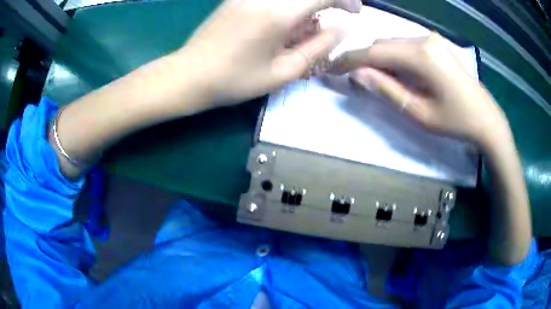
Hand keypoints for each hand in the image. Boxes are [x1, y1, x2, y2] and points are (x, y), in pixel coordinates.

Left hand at [177, 0, 360, 105]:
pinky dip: (291, 4)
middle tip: (337, 15)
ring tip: (309, 26)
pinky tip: (287, 21)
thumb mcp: (283, 72)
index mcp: (278, 12)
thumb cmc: (234, 80)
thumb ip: (318, 47)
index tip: (354, 12)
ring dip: (308, 4)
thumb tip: (340, 29)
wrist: (189, 74)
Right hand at [331, 33, 511, 149]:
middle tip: (354, 80)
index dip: (350, 60)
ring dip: (381, 59)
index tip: (331, 68)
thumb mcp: (419, 113)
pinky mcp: (436, 43)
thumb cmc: (456, 122)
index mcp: (421, 55)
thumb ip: (387, 90)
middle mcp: (424, 38)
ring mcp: (431, 38)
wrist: (486, 118)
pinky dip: (395, 57)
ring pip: (393, 43)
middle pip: (383, 44)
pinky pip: (406, 45)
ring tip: (379, 81)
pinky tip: (400, 74)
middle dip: (365, 60)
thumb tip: (357, 74)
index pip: (375, 52)